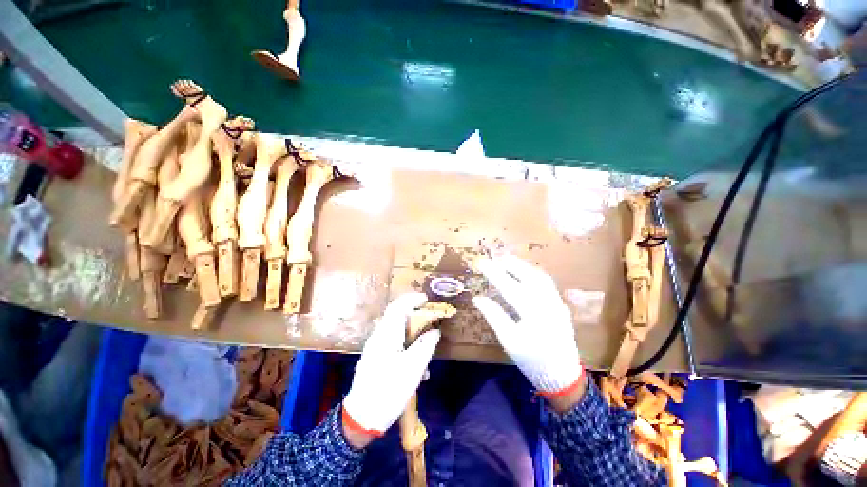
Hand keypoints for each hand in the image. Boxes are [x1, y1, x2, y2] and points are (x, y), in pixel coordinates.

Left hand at [342, 293, 440, 438]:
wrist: (361, 418)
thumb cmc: (388, 391)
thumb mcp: (412, 369)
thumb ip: (425, 346)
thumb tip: (435, 330)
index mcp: (386, 335)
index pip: (398, 307)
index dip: (412, 300)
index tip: (426, 299)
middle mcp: (379, 336)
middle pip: (396, 316)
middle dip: (414, 314)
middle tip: (430, 318)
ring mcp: (375, 347)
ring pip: (396, 330)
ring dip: (412, 331)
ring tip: (426, 341)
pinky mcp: (376, 357)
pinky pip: (393, 342)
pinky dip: (406, 344)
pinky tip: (416, 363)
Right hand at [473, 255, 583, 399]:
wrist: (562, 377)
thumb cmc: (532, 361)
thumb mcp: (508, 340)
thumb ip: (494, 316)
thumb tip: (478, 298)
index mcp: (532, 313)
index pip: (509, 286)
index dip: (493, 273)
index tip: (481, 262)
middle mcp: (548, 304)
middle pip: (529, 275)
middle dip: (511, 263)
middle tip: (496, 257)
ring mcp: (557, 303)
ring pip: (541, 277)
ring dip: (524, 266)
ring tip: (509, 261)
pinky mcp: (561, 306)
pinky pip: (547, 283)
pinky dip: (534, 274)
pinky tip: (526, 273)